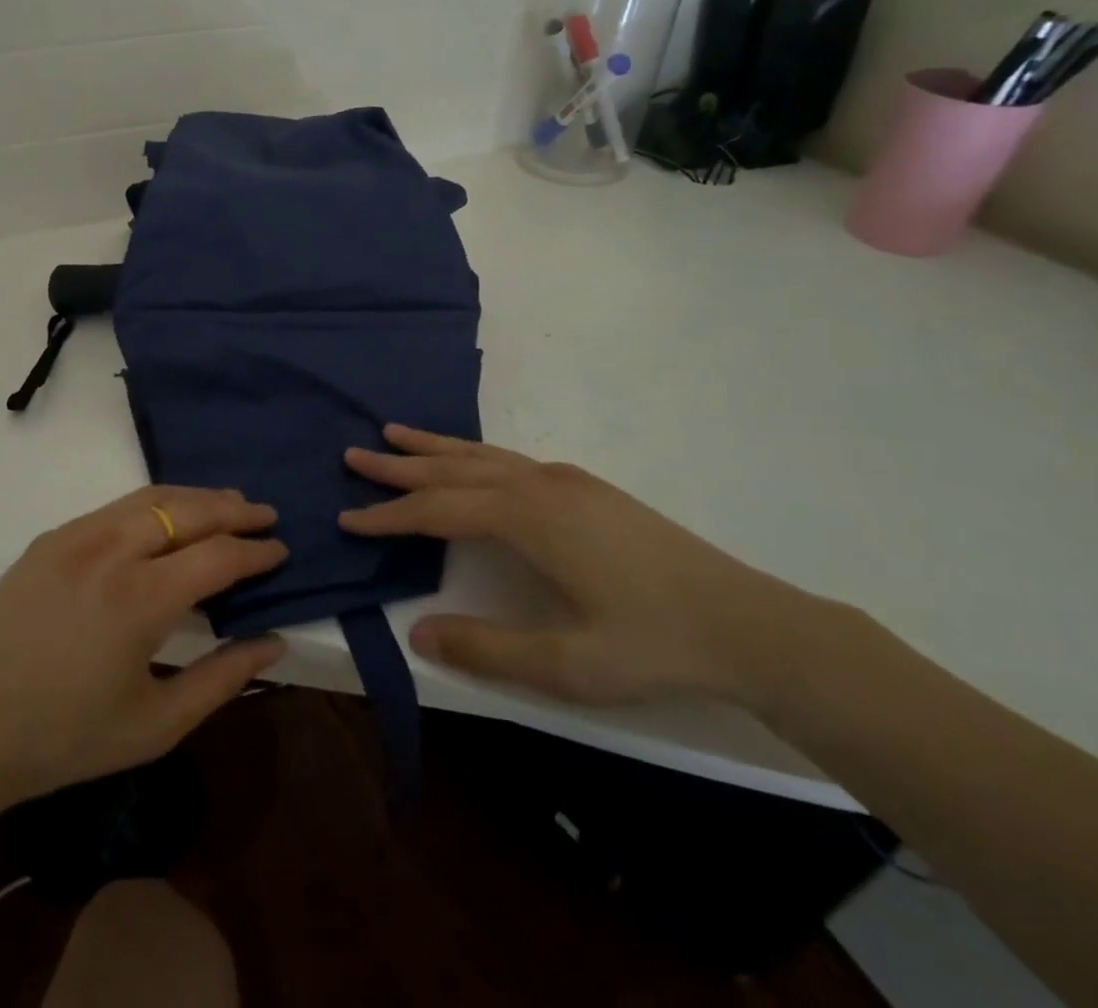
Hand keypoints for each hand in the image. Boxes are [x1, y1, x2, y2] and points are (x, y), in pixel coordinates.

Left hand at [0, 486, 286, 820]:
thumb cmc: (62, 740)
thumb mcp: (154, 725)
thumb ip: (222, 679)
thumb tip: (275, 643)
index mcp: (140, 599)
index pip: (218, 556)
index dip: (256, 552)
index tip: (281, 550)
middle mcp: (111, 550)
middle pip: (188, 510)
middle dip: (234, 509)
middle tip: (265, 515)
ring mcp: (76, 536)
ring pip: (151, 497)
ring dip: (196, 497)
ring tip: (227, 505)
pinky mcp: (50, 537)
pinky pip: (116, 506)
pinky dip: (156, 503)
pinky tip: (167, 517)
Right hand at [342, 425, 810, 707]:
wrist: (750, 624)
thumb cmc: (655, 645)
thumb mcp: (567, 664)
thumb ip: (487, 648)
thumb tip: (418, 631)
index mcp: (527, 518)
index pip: (437, 510)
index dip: (388, 516)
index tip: (347, 517)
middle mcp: (538, 484)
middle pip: (452, 469)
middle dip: (399, 465)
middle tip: (354, 452)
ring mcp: (565, 480)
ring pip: (481, 455)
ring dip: (434, 447)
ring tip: (395, 433)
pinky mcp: (585, 487)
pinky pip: (508, 459)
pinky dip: (471, 454)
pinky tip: (469, 461)